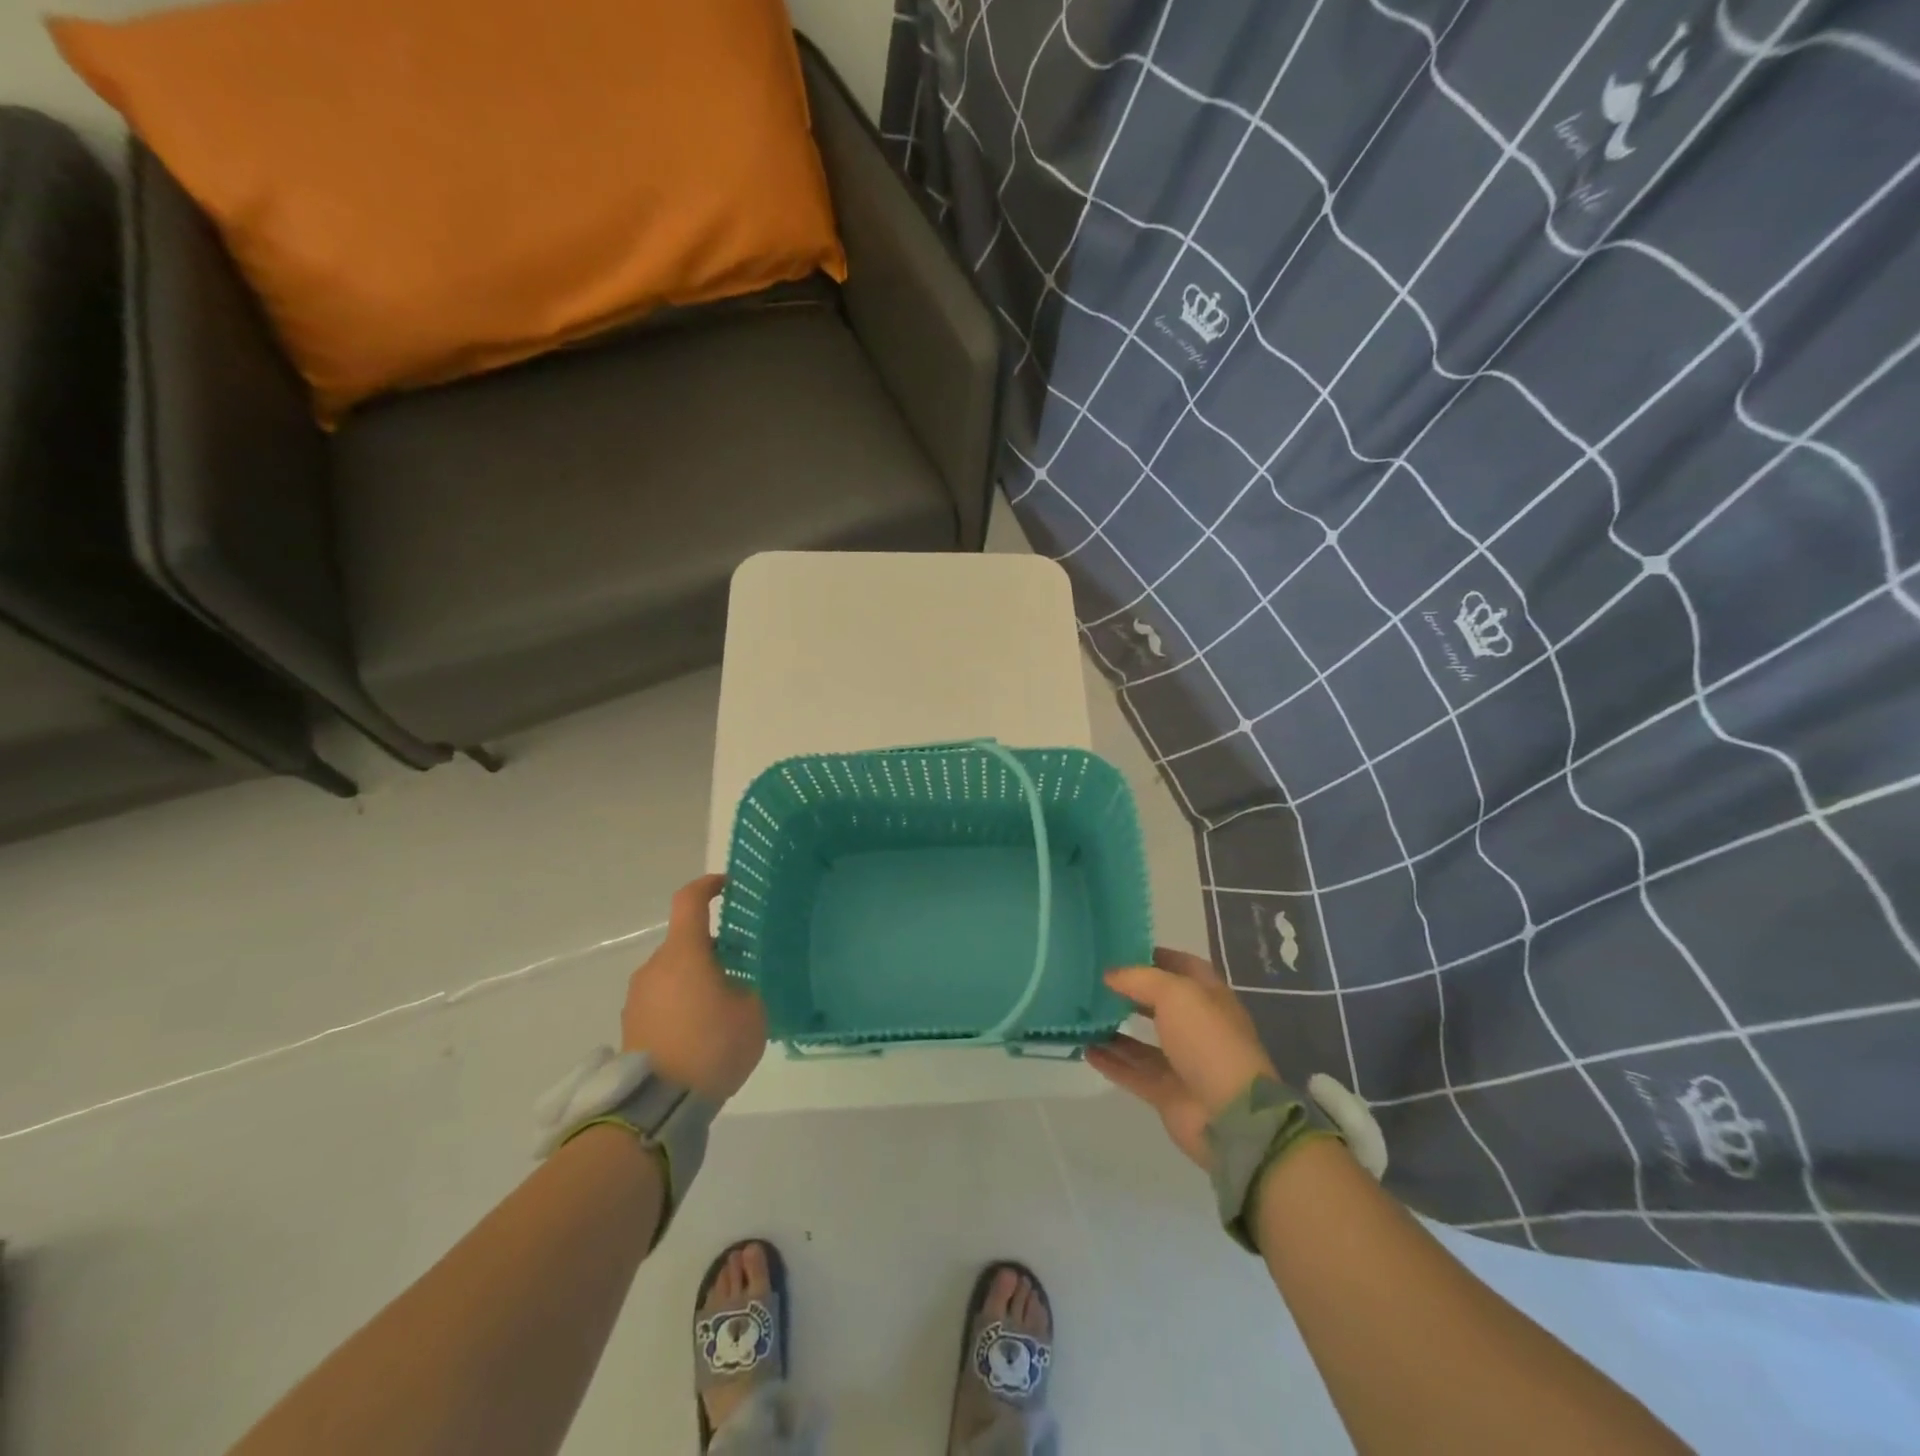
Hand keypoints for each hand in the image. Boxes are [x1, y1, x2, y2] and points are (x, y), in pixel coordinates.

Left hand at [621, 875, 765, 1102]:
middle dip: (712, 949)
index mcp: (684, 953)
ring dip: (696, 978)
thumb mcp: (752, 1012)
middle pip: (685, 941)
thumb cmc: (712, 1047)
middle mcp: (655, 966)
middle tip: (741, 968)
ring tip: (723, 1007)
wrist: (658, 1106)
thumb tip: (739, 981)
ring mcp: (638, 996)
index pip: (690, 901)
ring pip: (673, 971)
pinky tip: (701, 1031)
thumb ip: (748, 985)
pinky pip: (662, 997)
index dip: (708, 885)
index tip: (726, 886)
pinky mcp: (632, 1023)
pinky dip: (682, 1001)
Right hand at [1086, 947, 1277, 1168]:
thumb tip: (1109, 975)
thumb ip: (1139, 979)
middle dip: (1129, 992)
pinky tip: (1085, 1049)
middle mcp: (1196, 1026)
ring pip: (1142, 1041)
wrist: (1229, 1115)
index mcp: (1208, 997)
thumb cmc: (1207, 1040)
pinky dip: (1111, 1061)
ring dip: (1114, 1027)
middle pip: (1158, 1003)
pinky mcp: (1166, 1092)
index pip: (1181, 966)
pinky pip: (1133, 1071)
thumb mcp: (1175, 994)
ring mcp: (1182, 1062)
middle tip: (1093, 980)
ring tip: (1083, 1014)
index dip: (1154, 955)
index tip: (1119, 948)